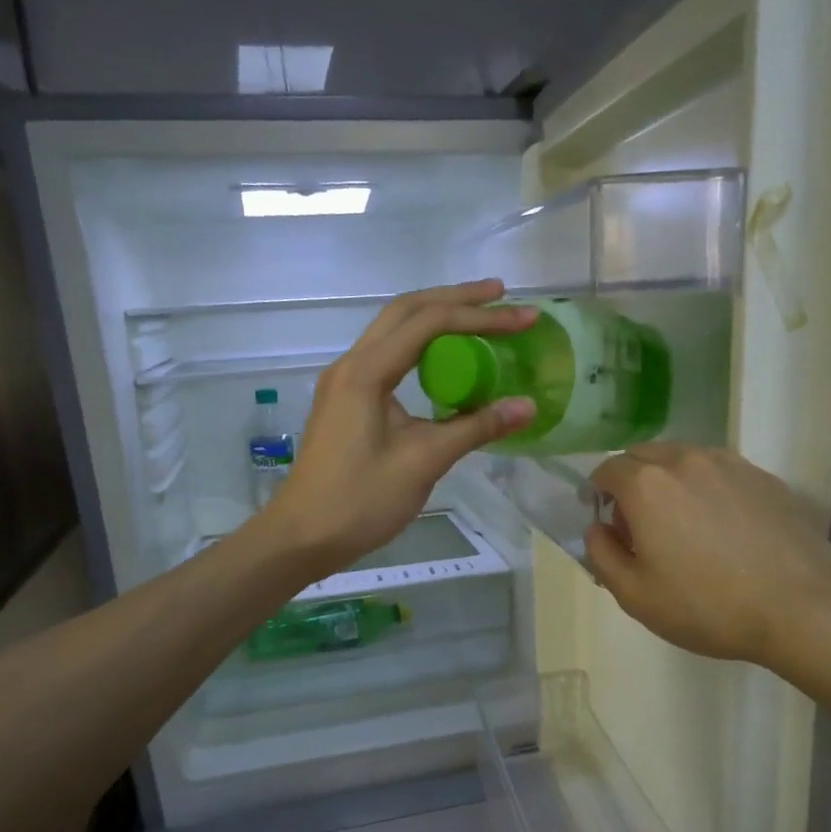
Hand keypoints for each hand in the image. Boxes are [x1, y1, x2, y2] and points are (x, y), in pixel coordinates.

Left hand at [260, 280, 537, 569]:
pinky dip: (421, 348)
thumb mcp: (424, 462)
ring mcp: (345, 382)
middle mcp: (352, 365)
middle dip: (456, 299)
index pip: (429, 323)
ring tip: (479, 318)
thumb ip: (475, 428)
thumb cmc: (361, 501)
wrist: (303, 536)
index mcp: (366, 372)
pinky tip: (445, 361)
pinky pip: (388, 358)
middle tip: (501, 295)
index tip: (524, 318)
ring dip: (436, 319)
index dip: (480, 317)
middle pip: (406, 311)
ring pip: (393, 331)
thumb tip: (527, 406)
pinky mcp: (346, 401)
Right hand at [584, 444, 830, 682]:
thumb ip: (601, 554)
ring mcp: (730, 464)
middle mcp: (685, 460)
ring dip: (668, 480)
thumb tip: (597, 528)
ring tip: (681, 523)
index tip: (604, 521)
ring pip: (683, 458)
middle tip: (639, 525)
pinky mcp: (764, 477)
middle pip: (643, 455)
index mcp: (647, 485)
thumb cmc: (706, 606)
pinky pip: (718, 470)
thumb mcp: (634, 595)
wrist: (800, 608)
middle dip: (630, 481)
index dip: (597, 493)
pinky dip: (705, 486)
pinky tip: (720, 527)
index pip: (606, 469)